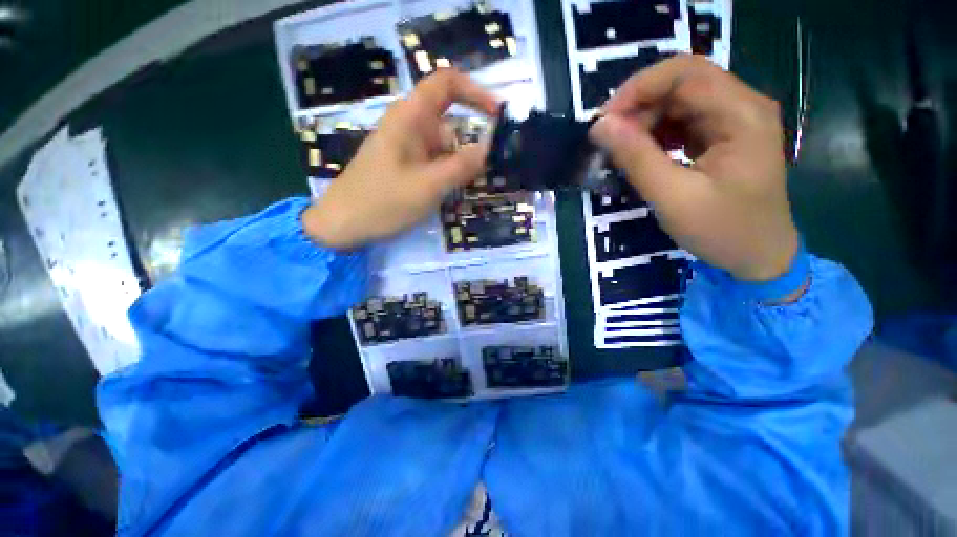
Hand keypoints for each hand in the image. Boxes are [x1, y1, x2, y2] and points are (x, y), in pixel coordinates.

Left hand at [303, 70, 498, 248]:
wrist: (341, 224)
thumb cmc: (382, 203)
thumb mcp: (427, 186)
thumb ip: (460, 167)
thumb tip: (488, 148)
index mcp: (410, 118)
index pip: (446, 84)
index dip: (475, 92)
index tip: (497, 115)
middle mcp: (408, 127)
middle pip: (449, 124)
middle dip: (470, 146)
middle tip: (485, 174)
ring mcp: (406, 148)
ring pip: (443, 148)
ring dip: (459, 165)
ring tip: (466, 190)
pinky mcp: (405, 166)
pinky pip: (434, 163)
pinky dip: (447, 175)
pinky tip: (451, 193)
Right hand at [590, 55, 799, 281]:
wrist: (759, 257)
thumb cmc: (723, 231)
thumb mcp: (673, 197)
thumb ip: (636, 158)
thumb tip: (600, 126)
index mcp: (741, 114)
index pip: (684, 73)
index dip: (638, 89)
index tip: (604, 121)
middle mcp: (741, 106)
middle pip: (681, 83)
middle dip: (638, 106)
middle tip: (608, 140)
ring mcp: (733, 120)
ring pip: (678, 101)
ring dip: (644, 121)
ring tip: (620, 150)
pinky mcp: (723, 136)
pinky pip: (682, 121)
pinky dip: (655, 133)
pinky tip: (641, 154)